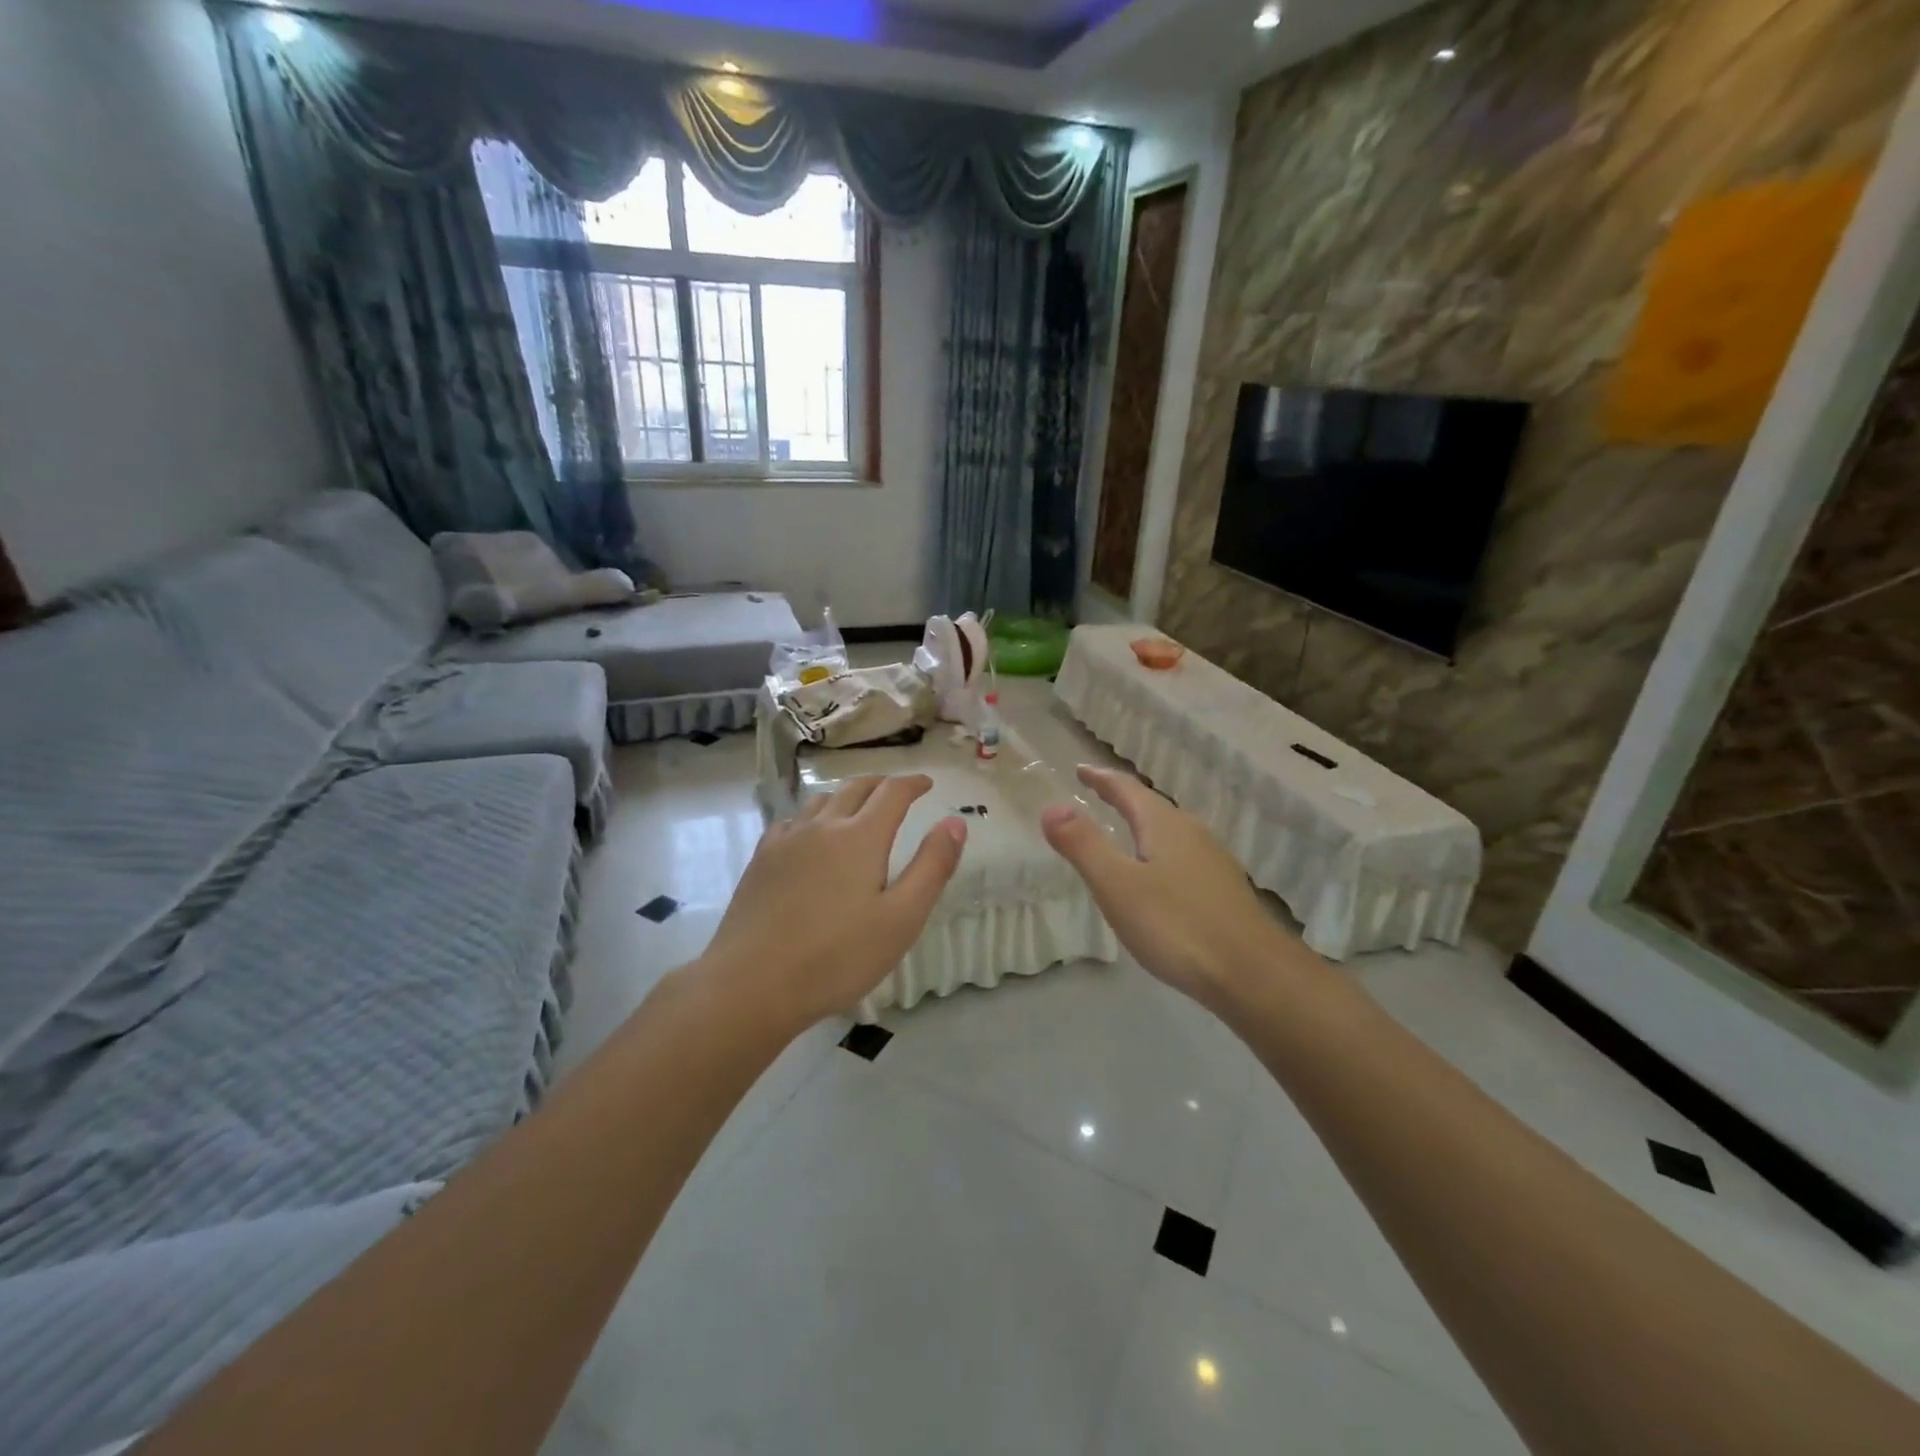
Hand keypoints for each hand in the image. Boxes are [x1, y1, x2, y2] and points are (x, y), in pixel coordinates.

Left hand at [697, 775, 966, 1028]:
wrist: (752, 984)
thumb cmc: (838, 956)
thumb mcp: (902, 918)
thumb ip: (932, 866)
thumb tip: (954, 822)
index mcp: (861, 837)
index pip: (892, 792)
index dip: (913, 783)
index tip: (926, 784)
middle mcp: (823, 826)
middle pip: (855, 787)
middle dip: (881, 784)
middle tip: (897, 791)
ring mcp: (786, 841)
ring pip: (821, 801)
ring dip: (846, 796)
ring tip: (857, 808)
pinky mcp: (761, 860)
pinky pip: (791, 821)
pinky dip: (812, 817)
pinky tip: (809, 836)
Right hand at [1042, 765, 1299, 1009]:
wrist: (1253, 974)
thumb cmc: (1177, 926)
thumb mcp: (1117, 885)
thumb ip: (1083, 845)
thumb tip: (1051, 807)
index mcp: (1164, 825)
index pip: (1126, 789)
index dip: (1101, 778)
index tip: (1080, 769)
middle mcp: (1192, 833)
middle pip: (1151, 806)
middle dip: (1122, 798)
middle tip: (1097, 794)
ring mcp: (1213, 861)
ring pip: (1170, 831)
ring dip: (1143, 824)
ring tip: (1125, 829)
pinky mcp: (1223, 890)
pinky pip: (1182, 856)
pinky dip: (1159, 851)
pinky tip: (1159, 876)